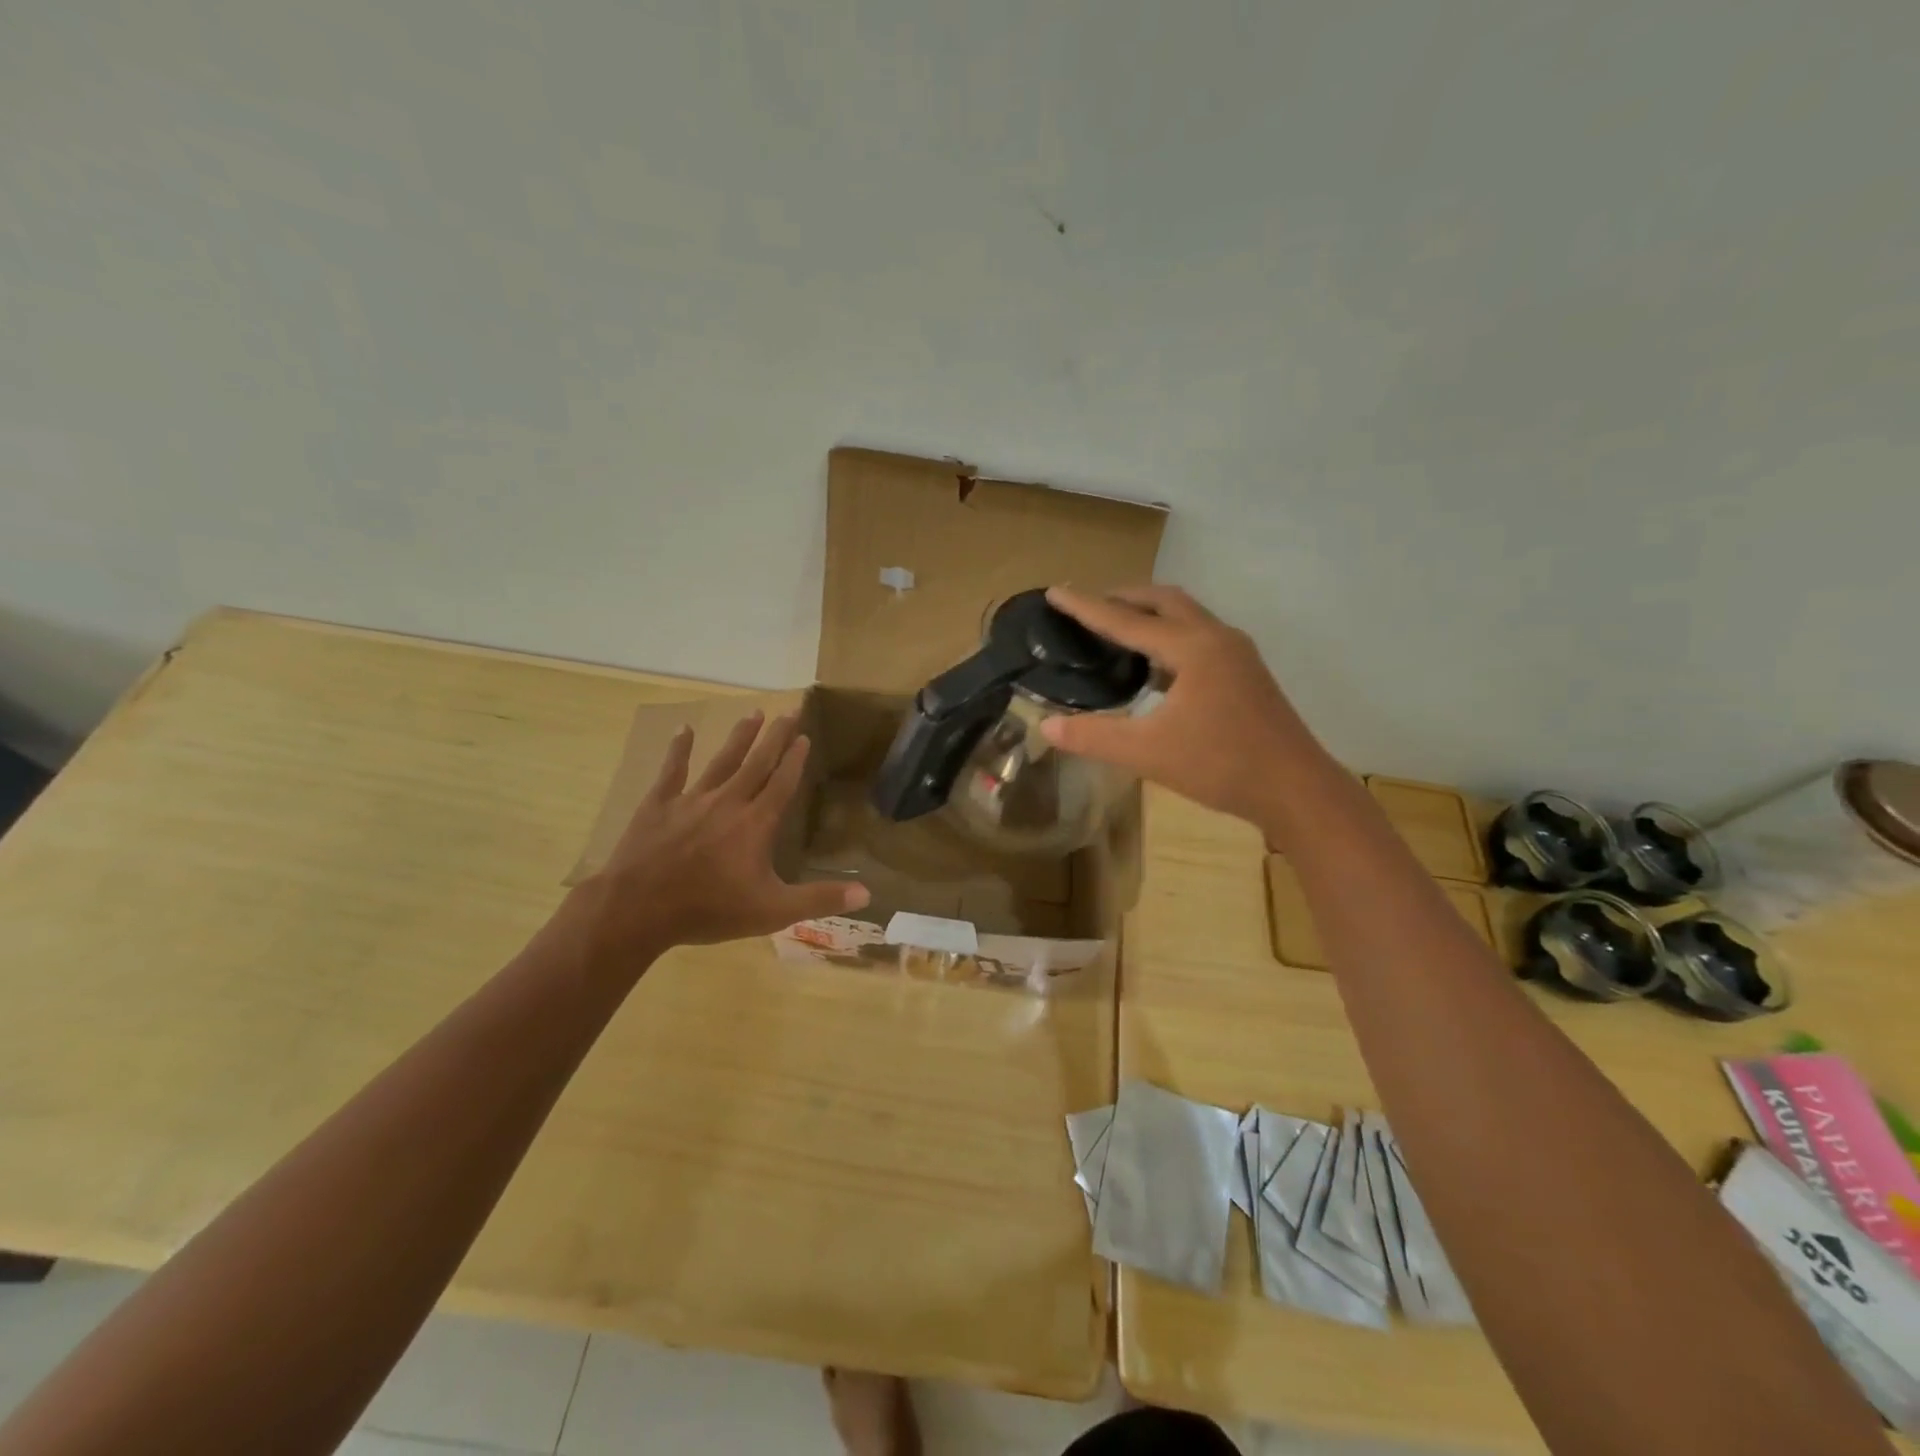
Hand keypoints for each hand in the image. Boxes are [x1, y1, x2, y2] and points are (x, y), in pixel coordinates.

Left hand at [576, 711, 869, 957]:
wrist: (638, 910)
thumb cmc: (709, 910)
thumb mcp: (772, 911)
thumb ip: (819, 899)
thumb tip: (866, 893)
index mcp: (756, 823)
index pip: (782, 783)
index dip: (795, 759)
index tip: (804, 736)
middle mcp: (728, 802)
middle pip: (757, 762)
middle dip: (775, 736)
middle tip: (789, 711)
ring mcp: (691, 800)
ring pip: (722, 761)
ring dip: (740, 737)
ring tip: (753, 713)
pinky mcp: (658, 805)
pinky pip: (672, 771)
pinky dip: (679, 750)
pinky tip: (685, 729)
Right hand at [1039, 585, 1325, 832]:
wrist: (1295, 788)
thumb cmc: (1221, 765)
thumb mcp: (1148, 753)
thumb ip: (1094, 736)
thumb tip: (1047, 725)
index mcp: (1192, 648)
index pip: (1126, 620)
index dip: (1086, 607)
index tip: (1055, 592)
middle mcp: (1217, 638)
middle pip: (1163, 600)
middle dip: (1123, 597)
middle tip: (1087, 606)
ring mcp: (1237, 653)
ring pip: (1186, 616)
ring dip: (1149, 614)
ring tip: (1116, 628)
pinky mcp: (1246, 672)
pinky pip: (1199, 637)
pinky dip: (1168, 636)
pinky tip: (1153, 666)